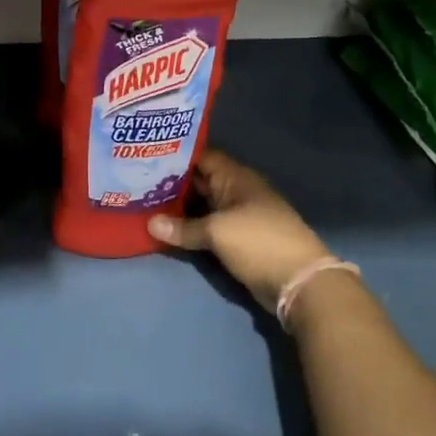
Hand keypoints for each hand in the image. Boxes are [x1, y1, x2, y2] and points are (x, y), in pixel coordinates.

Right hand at [148, 149, 334, 311]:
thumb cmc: (258, 242)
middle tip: (136, 179)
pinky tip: (165, 228)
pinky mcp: (237, 238)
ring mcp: (238, 216)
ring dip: (178, 206)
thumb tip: (149, 224)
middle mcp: (236, 191)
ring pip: (202, 205)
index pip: (202, 156)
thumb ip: (183, 228)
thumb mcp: (217, 231)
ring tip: (143, 201)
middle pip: (200, 180)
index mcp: (236, 177)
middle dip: (172, 181)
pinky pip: (207, 226)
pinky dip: (189, 226)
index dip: (176, 155)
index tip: (147, 155)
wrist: (298, 281)